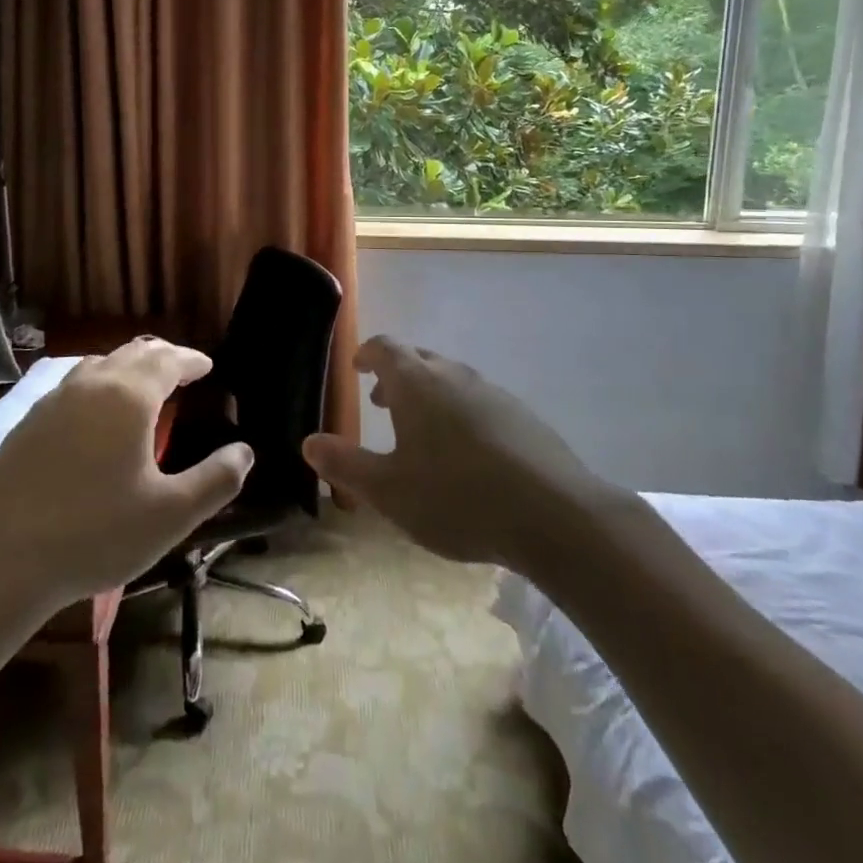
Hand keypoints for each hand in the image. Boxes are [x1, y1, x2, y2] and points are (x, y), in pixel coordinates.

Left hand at [0, 338, 252, 606]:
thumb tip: (245, 451)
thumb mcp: (171, 515)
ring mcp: (54, 400)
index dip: (192, 359)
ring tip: (143, 387)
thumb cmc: (96, 534)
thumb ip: (216, 480)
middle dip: (163, 357)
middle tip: (183, 372)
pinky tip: (95, 415)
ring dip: (128, 367)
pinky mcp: (29, 421)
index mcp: (129, 397)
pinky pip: (73, 385)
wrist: (1, 560)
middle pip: (133, 353)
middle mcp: (91, 385)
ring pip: (99, 364)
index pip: (169, 359)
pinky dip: (98, 385)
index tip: (208, 365)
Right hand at [302, 335, 603, 566]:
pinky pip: (479, 401)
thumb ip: (345, 465)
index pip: (385, 348)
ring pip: (451, 379)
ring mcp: (493, 392)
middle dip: (396, 374)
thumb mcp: (389, 491)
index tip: (357, 367)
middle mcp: (454, 375)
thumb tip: (308, 442)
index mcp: (417, 383)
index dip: (367, 354)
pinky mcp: (522, 416)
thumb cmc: (457, 498)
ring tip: (421, 430)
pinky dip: (460, 412)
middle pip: (419, 358)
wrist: (554, 514)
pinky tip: (467, 453)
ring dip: (429, 394)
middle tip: (381, 401)